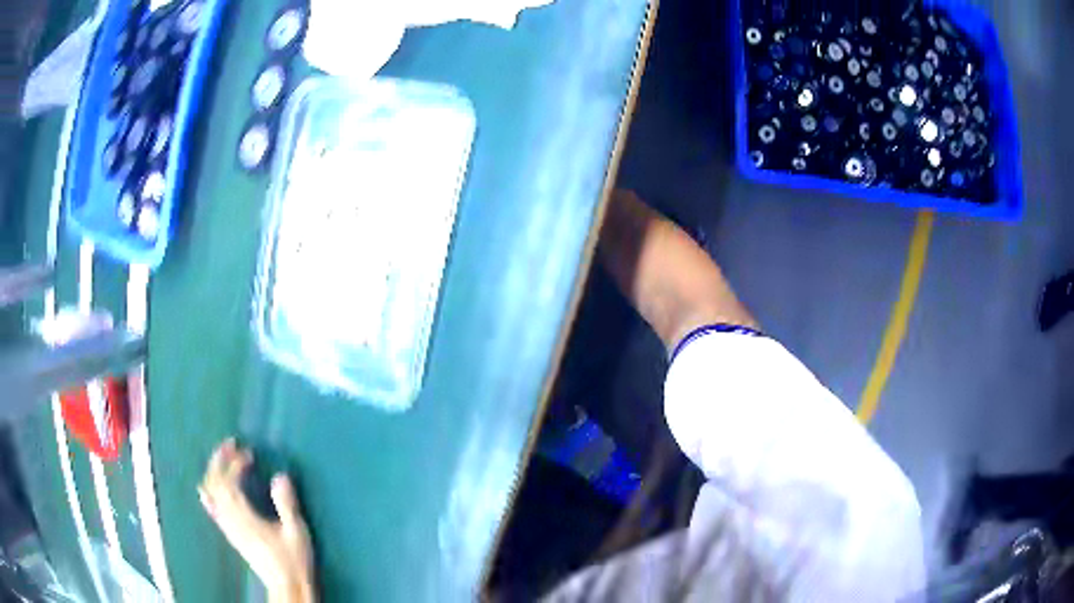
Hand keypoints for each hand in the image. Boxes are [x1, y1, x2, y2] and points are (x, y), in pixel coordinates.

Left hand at [199, 439, 315, 602]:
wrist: (285, 586)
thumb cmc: (293, 560)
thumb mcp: (296, 532)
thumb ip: (287, 504)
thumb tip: (280, 475)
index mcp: (246, 518)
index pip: (231, 483)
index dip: (237, 464)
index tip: (249, 453)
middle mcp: (231, 520)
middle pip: (215, 484)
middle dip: (220, 460)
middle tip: (230, 443)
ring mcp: (228, 527)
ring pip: (210, 493)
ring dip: (214, 471)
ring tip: (222, 458)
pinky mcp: (229, 533)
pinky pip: (211, 507)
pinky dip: (209, 490)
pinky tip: (209, 486)